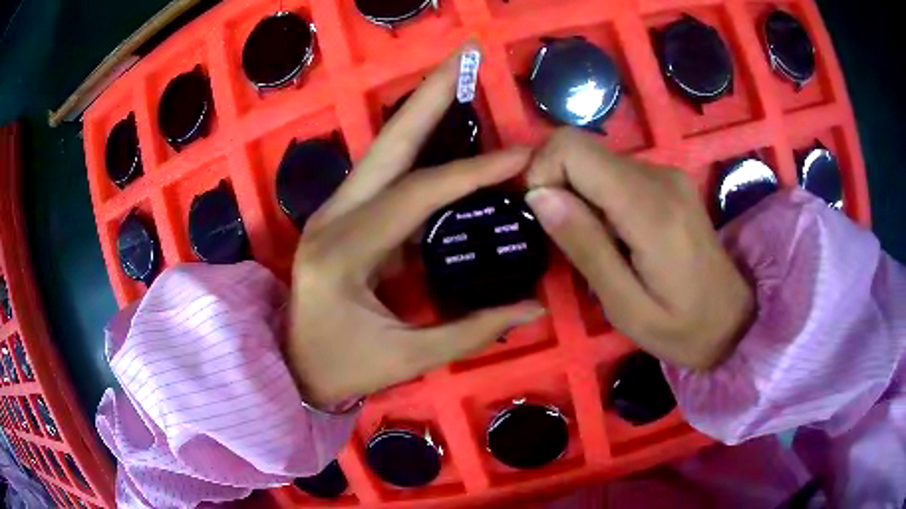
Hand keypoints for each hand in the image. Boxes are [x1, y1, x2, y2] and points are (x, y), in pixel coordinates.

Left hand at [287, 48, 544, 408]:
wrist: (292, 369)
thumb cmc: (343, 368)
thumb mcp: (408, 357)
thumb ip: (474, 330)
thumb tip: (535, 307)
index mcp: (343, 253)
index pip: (417, 196)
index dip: (473, 172)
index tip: (520, 155)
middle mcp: (331, 218)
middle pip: (388, 144)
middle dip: (430, 96)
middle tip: (466, 56)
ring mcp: (331, 212)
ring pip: (383, 151)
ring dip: (422, 113)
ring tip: (458, 79)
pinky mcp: (340, 216)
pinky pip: (384, 175)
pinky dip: (417, 149)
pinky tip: (443, 130)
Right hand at [524, 128, 753, 369]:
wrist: (734, 319)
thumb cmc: (681, 327)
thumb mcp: (625, 306)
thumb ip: (585, 246)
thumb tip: (539, 195)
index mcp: (650, 208)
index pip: (572, 148)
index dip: (542, 173)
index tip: (542, 217)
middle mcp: (659, 175)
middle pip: (579, 148)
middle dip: (556, 185)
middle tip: (565, 238)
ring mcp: (666, 173)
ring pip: (594, 159)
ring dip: (578, 194)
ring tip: (594, 243)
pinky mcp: (668, 179)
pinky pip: (614, 172)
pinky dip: (598, 196)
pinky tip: (613, 234)